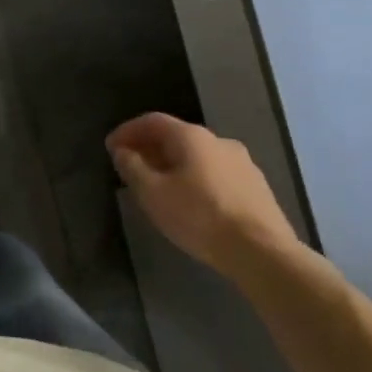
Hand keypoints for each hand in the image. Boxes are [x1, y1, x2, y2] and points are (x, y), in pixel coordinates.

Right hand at [107, 114, 300, 273]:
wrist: (262, 251)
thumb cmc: (199, 216)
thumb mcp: (152, 193)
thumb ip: (132, 167)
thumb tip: (123, 151)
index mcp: (192, 137)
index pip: (152, 121)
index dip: (127, 131)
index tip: (110, 148)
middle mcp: (219, 141)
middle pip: (176, 136)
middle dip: (149, 148)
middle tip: (130, 166)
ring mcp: (243, 163)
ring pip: (197, 155)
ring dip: (172, 164)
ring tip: (158, 185)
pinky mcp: (256, 186)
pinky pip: (215, 173)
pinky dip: (194, 177)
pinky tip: (189, 200)